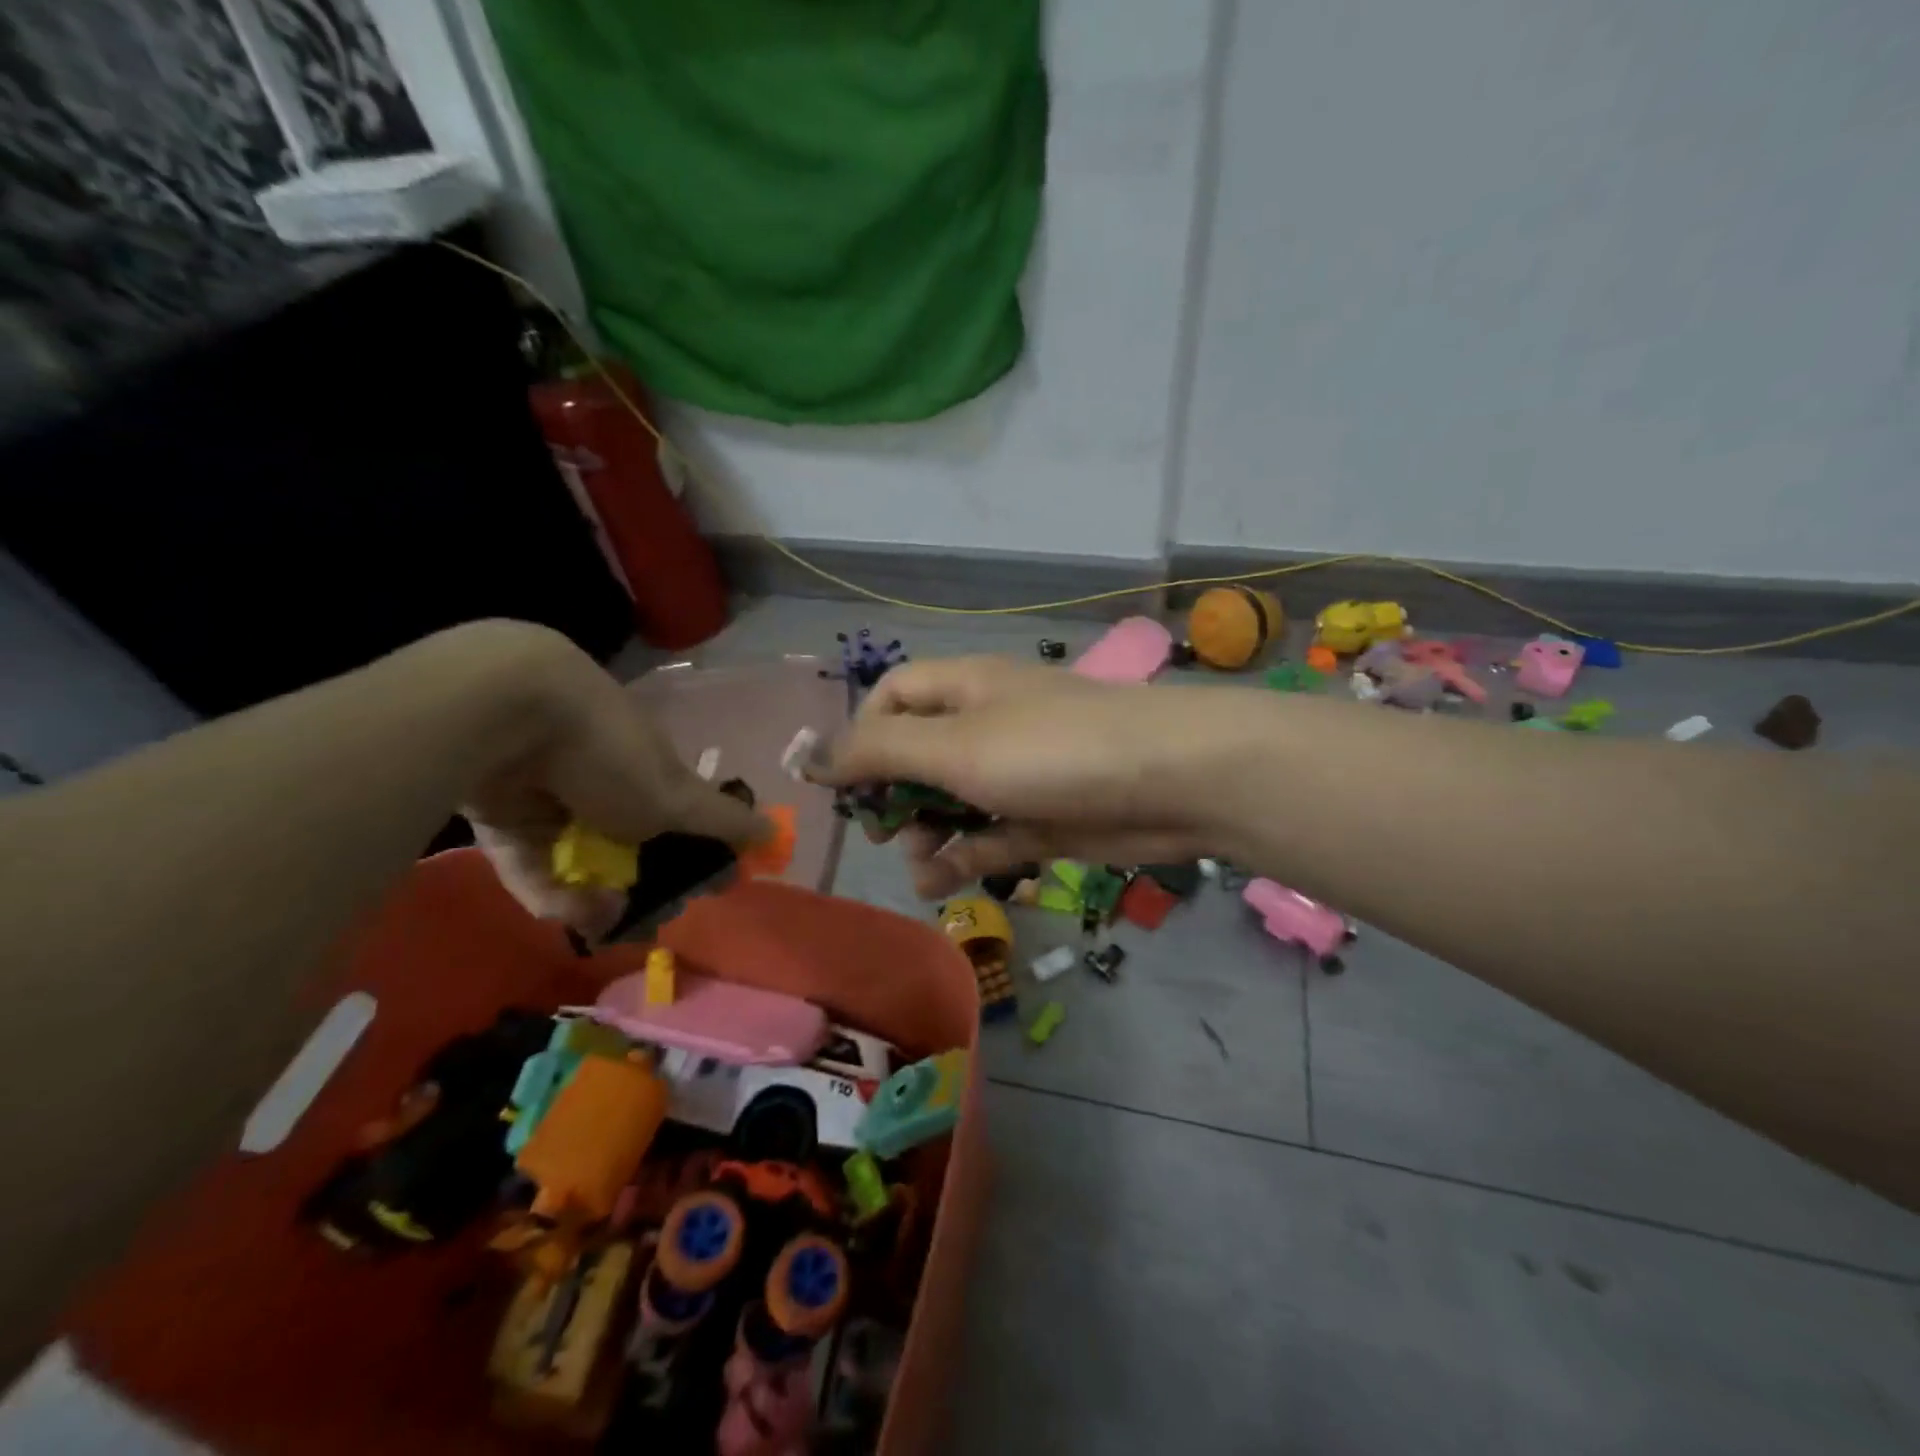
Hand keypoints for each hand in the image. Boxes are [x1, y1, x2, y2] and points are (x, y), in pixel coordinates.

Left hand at [462, 640, 767, 934]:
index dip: (691, 861)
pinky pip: (533, 868)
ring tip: (602, 918)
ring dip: (593, 900)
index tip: (697, 892)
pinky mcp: (505, 823)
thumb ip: (725, 822)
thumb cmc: (610, 754)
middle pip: (629, 853)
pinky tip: (567, 909)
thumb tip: (777, 834)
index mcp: (652, 774)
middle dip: (639, 891)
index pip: (679, 825)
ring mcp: (555, 805)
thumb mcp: (678, 797)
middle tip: (643, 921)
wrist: (509, 716)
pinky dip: (550, 891)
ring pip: (580, 867)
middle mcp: (607, 788)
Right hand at [816, 655, 1239, 897]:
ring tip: (923, 870)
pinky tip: (944, 883)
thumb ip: (880, 752)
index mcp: (964, 690)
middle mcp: (988, 726)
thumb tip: (813, 756)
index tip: (849, 786)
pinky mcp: (1044, 819)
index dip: (864, 737)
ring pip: (953, 803)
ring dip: (928, 836)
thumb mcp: (955, 746)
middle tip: (885, 833)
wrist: (1172, 782)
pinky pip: (990, 837)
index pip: (894, 698)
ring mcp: (1018, 775)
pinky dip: (965, 858)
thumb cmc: (1051, 751)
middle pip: (918, 756)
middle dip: (894, 796)